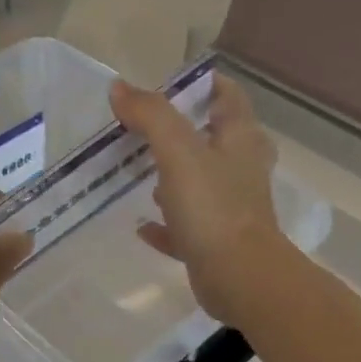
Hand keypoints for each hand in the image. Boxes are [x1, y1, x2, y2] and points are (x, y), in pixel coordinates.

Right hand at [109, 75, 294, 326]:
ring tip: (139, 171)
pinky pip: (186, 226)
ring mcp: (230, 207)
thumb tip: (119, 88)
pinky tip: (142, 225)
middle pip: (212, 138)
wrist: (240, 279)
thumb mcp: (178, 151)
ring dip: (173, 176)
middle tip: (143, 127)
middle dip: (180, 130)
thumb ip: (151, 115)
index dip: (201, 83)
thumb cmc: (213, 207)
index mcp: (240, 139)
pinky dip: (166, 223)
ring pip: (199, 182)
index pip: (226, 95)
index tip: (165, 83)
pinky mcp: (217, 242)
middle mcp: (240, 169)